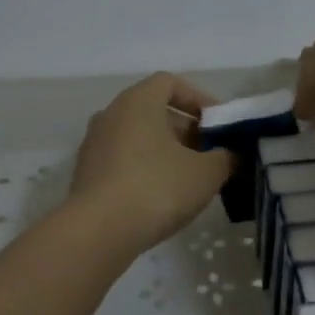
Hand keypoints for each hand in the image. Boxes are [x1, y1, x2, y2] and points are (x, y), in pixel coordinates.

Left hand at [68, 74, 234, 254]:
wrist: (98, 232)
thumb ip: (224, 158)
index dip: (198, 98)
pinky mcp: (87, 174)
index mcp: (137, 102)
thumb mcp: (206, 173)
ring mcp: (94, 145)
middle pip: (154, 111)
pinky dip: (145, 169)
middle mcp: (110, 115)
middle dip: (186, 130)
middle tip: (210, 155)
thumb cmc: (156, 188)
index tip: (218, 124)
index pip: (170, 82)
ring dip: (166, 151)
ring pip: (138, 138)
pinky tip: (162, 197)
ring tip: (190, 178)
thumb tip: (228, 156)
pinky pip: (123, 160)